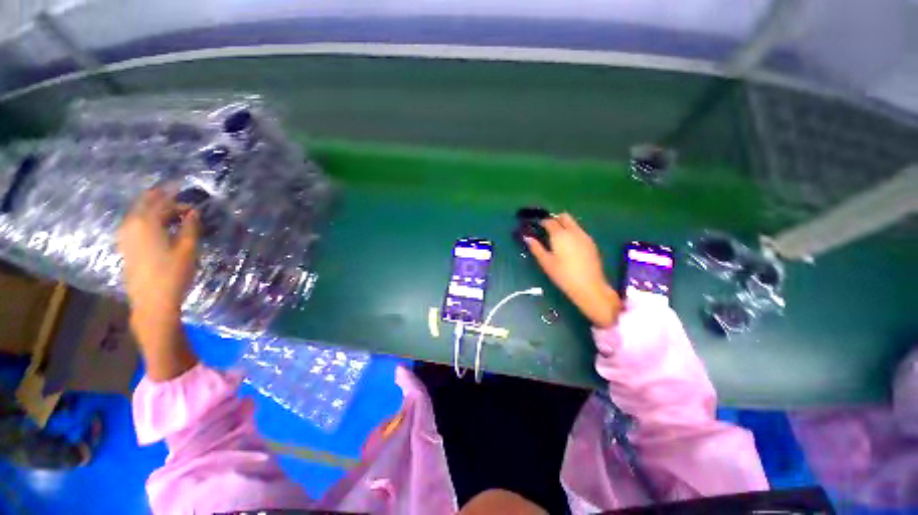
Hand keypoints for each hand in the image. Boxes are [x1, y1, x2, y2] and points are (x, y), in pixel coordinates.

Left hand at [118, 188, 199, 318]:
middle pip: (145, 204)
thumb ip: (190, 227)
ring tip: (172, 212)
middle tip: (179, 198)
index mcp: (146, 223)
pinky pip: (135, 225)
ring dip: (154, 209)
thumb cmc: (173, 274)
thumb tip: (193, 212)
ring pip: (138, 214)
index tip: (186, 191)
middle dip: (161, 199)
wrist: (152, 302)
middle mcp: (131, 225)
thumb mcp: (188, 249)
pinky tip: (159, 226)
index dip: (174, 195)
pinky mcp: (126, 248)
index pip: (160, 201)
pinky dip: (148, 219)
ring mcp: (125, 237)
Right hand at [525, 213, 620, 327]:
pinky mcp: (591, 243)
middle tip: (547, 229)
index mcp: (560, 235)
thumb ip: (536, 248)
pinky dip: (572, 232)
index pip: (549, 221)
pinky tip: (568, 245)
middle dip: (555, 219)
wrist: (589, 287)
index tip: (536, 226)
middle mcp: (574, 231)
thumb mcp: (546, 262)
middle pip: (564, 216)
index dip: (541, 222)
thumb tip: (526, 237)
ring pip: (573, 223)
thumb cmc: (563, 275)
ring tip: (557, 238)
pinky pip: (579, 231)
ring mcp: (584, 236)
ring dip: (564, 225)